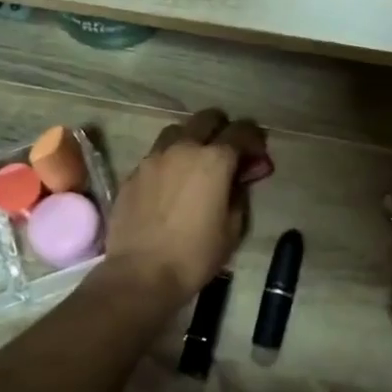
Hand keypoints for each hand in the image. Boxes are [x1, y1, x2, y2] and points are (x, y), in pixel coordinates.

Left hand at [101, 109, 268, 304]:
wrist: (140, 273)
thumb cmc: (195, 255)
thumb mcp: (233, 227)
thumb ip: (240, 193)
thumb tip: (240, 177)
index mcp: (214, 159)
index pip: (241, 131)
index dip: (254, 140)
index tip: (257, 157)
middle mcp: (183, 148)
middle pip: (207, 118)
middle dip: (223, 129)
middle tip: (228, 153)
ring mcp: (153, 158)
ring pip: (177, 131)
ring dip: (192, 140)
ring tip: (196, 165)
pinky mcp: (133, 173)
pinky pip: (156, 155)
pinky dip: (169, 161)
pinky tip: (171, 185)